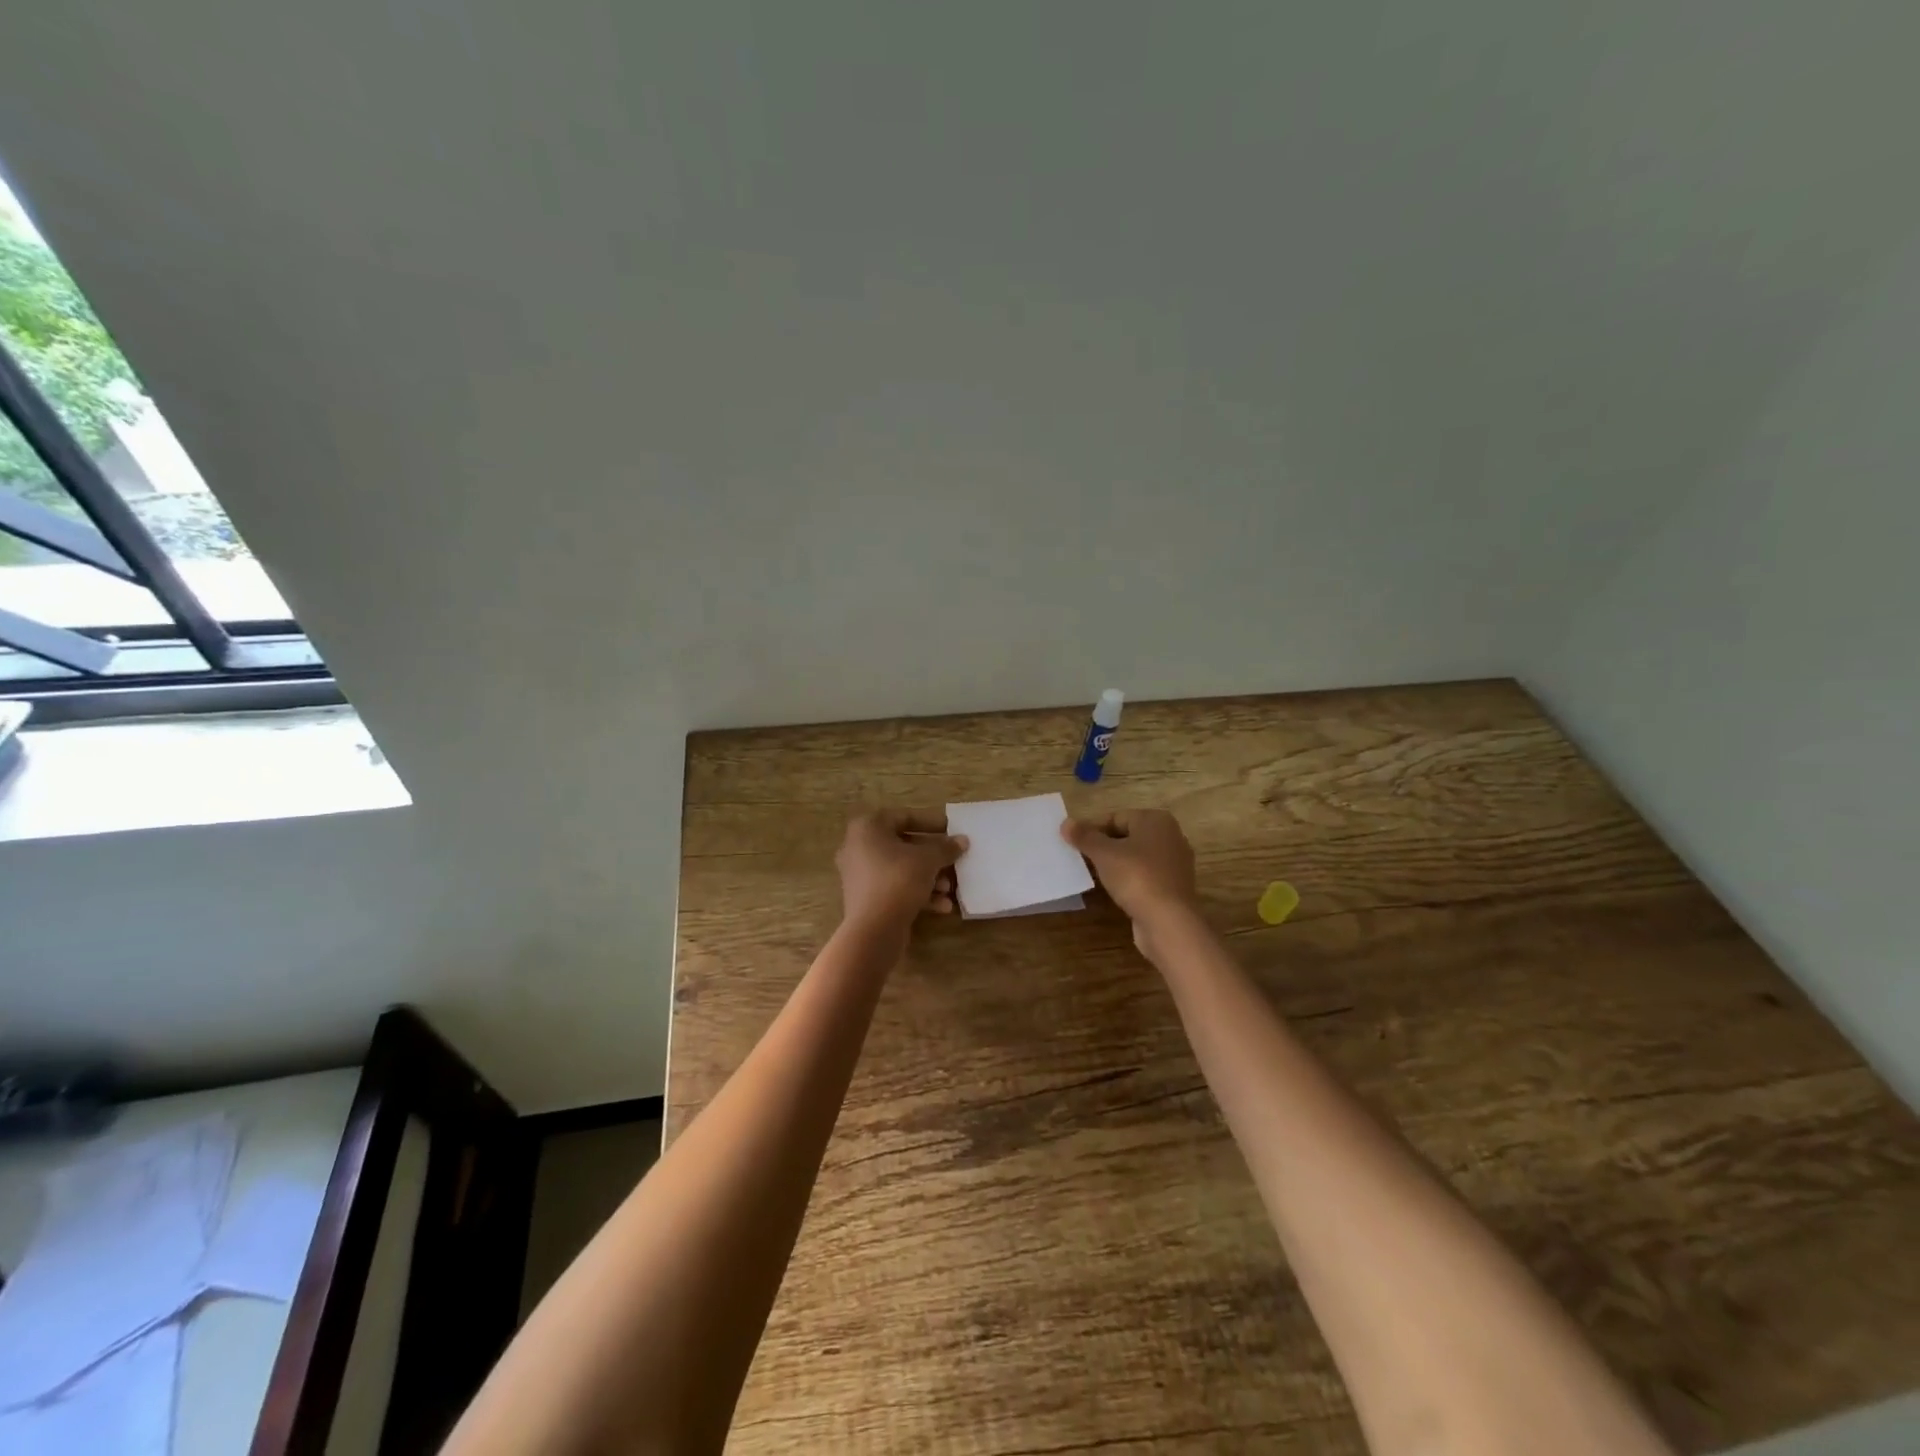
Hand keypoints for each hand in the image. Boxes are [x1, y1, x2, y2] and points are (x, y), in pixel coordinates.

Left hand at [836, 810, 967, 932]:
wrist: (873, 930)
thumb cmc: (899, 880)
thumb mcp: (928, 860)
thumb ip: (946, 847)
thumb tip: (962, 840)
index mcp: (867, 827)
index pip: (904, 816)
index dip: (931, 822)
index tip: (952, 829)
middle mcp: (858, 847)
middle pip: (903, 844)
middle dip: (932, 855)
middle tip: (954, 860)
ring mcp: (859, 874)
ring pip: (901, 869)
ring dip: (928, 877)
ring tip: (949, 888)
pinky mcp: (865, 898)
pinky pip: (894, 888)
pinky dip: (917, 893)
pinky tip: (942, 906)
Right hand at [1061, 809, 1199, 951]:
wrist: (1168, 922)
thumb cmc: (1136, 877)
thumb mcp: (1104, 854)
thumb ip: (1084, 836)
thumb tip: (1066, 823)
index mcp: (1156, 820)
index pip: (1116, 817)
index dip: (1092, 829)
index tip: (1074, 844)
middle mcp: (1171, 837)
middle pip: (1128, 836)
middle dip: (1104, 846)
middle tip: (1081, 859)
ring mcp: (1175, 864)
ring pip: (1136, 857)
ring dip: (1115, 864)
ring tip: (1093, 875)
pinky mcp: (1173, 887)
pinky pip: (1145, 876)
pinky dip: (1129, 880)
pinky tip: (1114, 890)